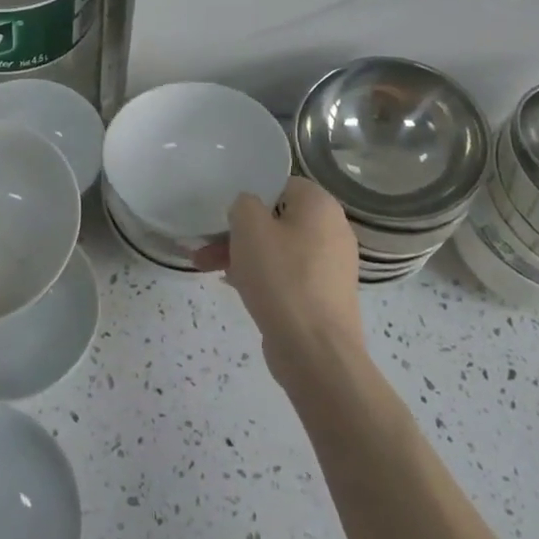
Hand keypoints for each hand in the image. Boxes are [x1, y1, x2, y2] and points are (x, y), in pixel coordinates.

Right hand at [195, 179, 364, 388]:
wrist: (316, 354)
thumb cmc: (282, 278)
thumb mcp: (249, 226)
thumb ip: (243, 203)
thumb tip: (248, 209)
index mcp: (320, 205)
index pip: (280, 184)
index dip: (250, 193)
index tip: (225, 210)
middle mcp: (333, 230)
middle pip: (276, 219)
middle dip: (238, 231)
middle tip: (206, 244)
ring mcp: (331, 267)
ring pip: (278, 249)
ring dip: (243, 254)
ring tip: (207, 267)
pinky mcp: (324, 297)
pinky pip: (287, 275)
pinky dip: (262, 277)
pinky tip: (232, 285)